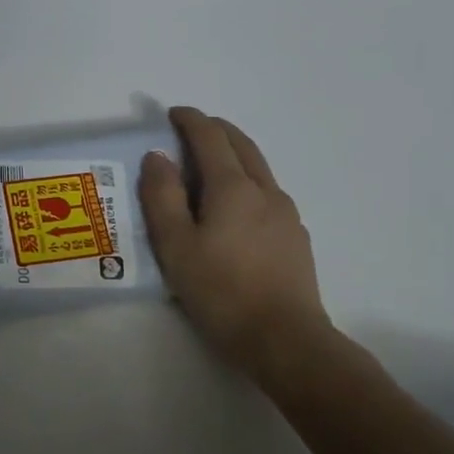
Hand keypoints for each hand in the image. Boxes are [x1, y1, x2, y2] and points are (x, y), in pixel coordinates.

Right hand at [138, 107, 336, 379]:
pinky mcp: (296, 237)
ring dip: (233, 155)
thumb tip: (157, 156)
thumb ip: (162, 197)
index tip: (172, 114)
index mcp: (233, 187)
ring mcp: (286, 213)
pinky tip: (235, 208)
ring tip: (209, 167)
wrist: (285, 340)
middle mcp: (265, 190)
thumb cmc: (221, 291)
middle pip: (241, 145)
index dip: (190, 120)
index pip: (210, 137)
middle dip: (215, 130)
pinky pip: (267, 193)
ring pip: (259, 168)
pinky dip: (247, 181)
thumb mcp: (176, 246)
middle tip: (190, 131)